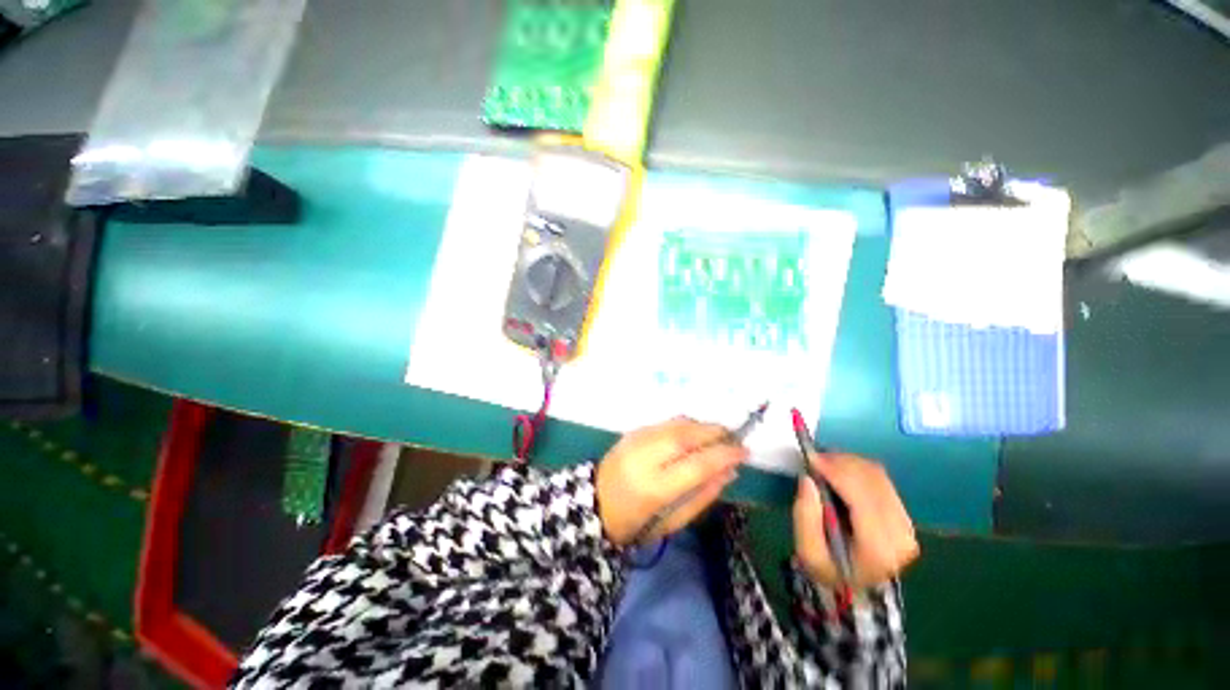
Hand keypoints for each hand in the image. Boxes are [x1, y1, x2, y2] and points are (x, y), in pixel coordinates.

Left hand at [596, 417, 747, 545]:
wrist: (596, 503)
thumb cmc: (637, 521)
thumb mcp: (674, 521)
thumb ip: (704, 495)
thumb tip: (730, 471)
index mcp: (655, 487)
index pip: (697, 463)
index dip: (724, 454)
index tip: (744, 451)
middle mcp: (645, 457)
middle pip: (686, 435)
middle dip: (715, 432)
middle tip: (734, 438)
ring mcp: (636, 439)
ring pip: (676, 423)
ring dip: (702, 426)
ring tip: (718, 435)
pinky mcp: (633, 431)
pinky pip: (666, 423)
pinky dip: (686, 425)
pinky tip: (695, 434)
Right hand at [793, 451, 918, 588]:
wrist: (857, 588)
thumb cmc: (829, 570)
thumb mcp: (808, 551)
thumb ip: (805, 516)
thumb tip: (809, 479)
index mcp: (878, 549)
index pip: (862, 498)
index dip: (838, 473)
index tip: (811, 458)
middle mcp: (900, 535)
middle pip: (872, 482)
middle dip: (841, 463)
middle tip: (814, 458)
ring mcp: (907, 525)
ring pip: (878, 476)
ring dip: (848, 463)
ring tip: (824, 464)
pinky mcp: (905, 516)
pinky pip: (881, 480)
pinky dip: (857, 469)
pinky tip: (840, 471)